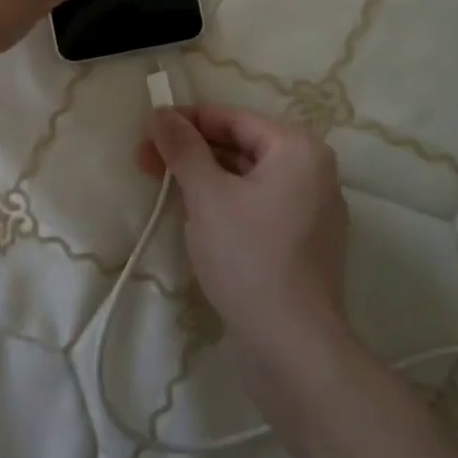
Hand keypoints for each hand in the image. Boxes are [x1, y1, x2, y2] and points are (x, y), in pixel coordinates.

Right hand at [138, 106, 350, 361]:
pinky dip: (225, 204)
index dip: (187, 120)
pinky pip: (257, 207)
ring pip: (247, 179)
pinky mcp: (302, 244)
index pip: (234, 119)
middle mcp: (313, 172)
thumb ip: (183, 148)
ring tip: (161, 186)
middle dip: (191, 151)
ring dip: (204, 178)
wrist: (292, 346)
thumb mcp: (207, 195)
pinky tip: (194, 216)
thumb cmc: (249, 257)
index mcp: (298, 150)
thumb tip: (161, 112)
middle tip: (144, 160)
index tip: (147, 127)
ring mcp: (311, 211)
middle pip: (241, 146)